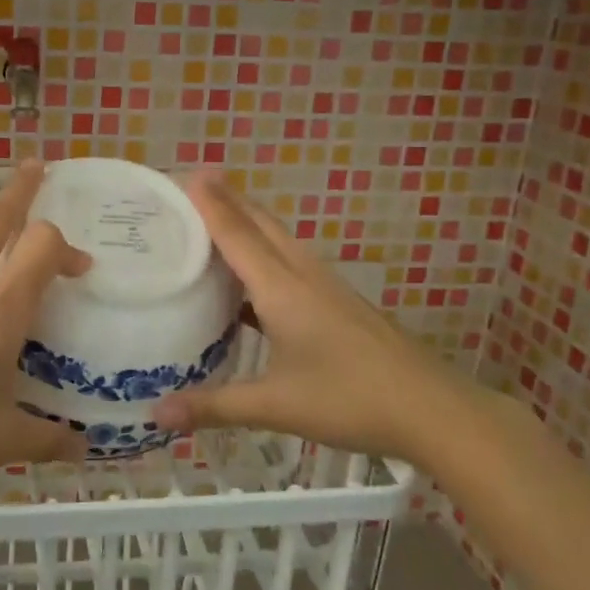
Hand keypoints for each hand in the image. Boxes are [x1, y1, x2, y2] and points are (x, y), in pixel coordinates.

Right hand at [152, 172, 486, 464]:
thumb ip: (214, 406)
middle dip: (228, 202)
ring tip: (214, 221)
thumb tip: (156, 414)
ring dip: (248, 224)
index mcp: (282, 289)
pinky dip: (264, 254)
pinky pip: (291, 262)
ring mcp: (326, 287)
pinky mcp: (339, 302)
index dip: (210, 204)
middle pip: (261, 224)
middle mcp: (303, 275)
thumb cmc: (350, 400)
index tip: (185, 174)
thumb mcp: (275, 406)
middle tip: (191, 189)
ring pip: (279, 240)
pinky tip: (252, 281)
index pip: (237, 234)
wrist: (433, 410)